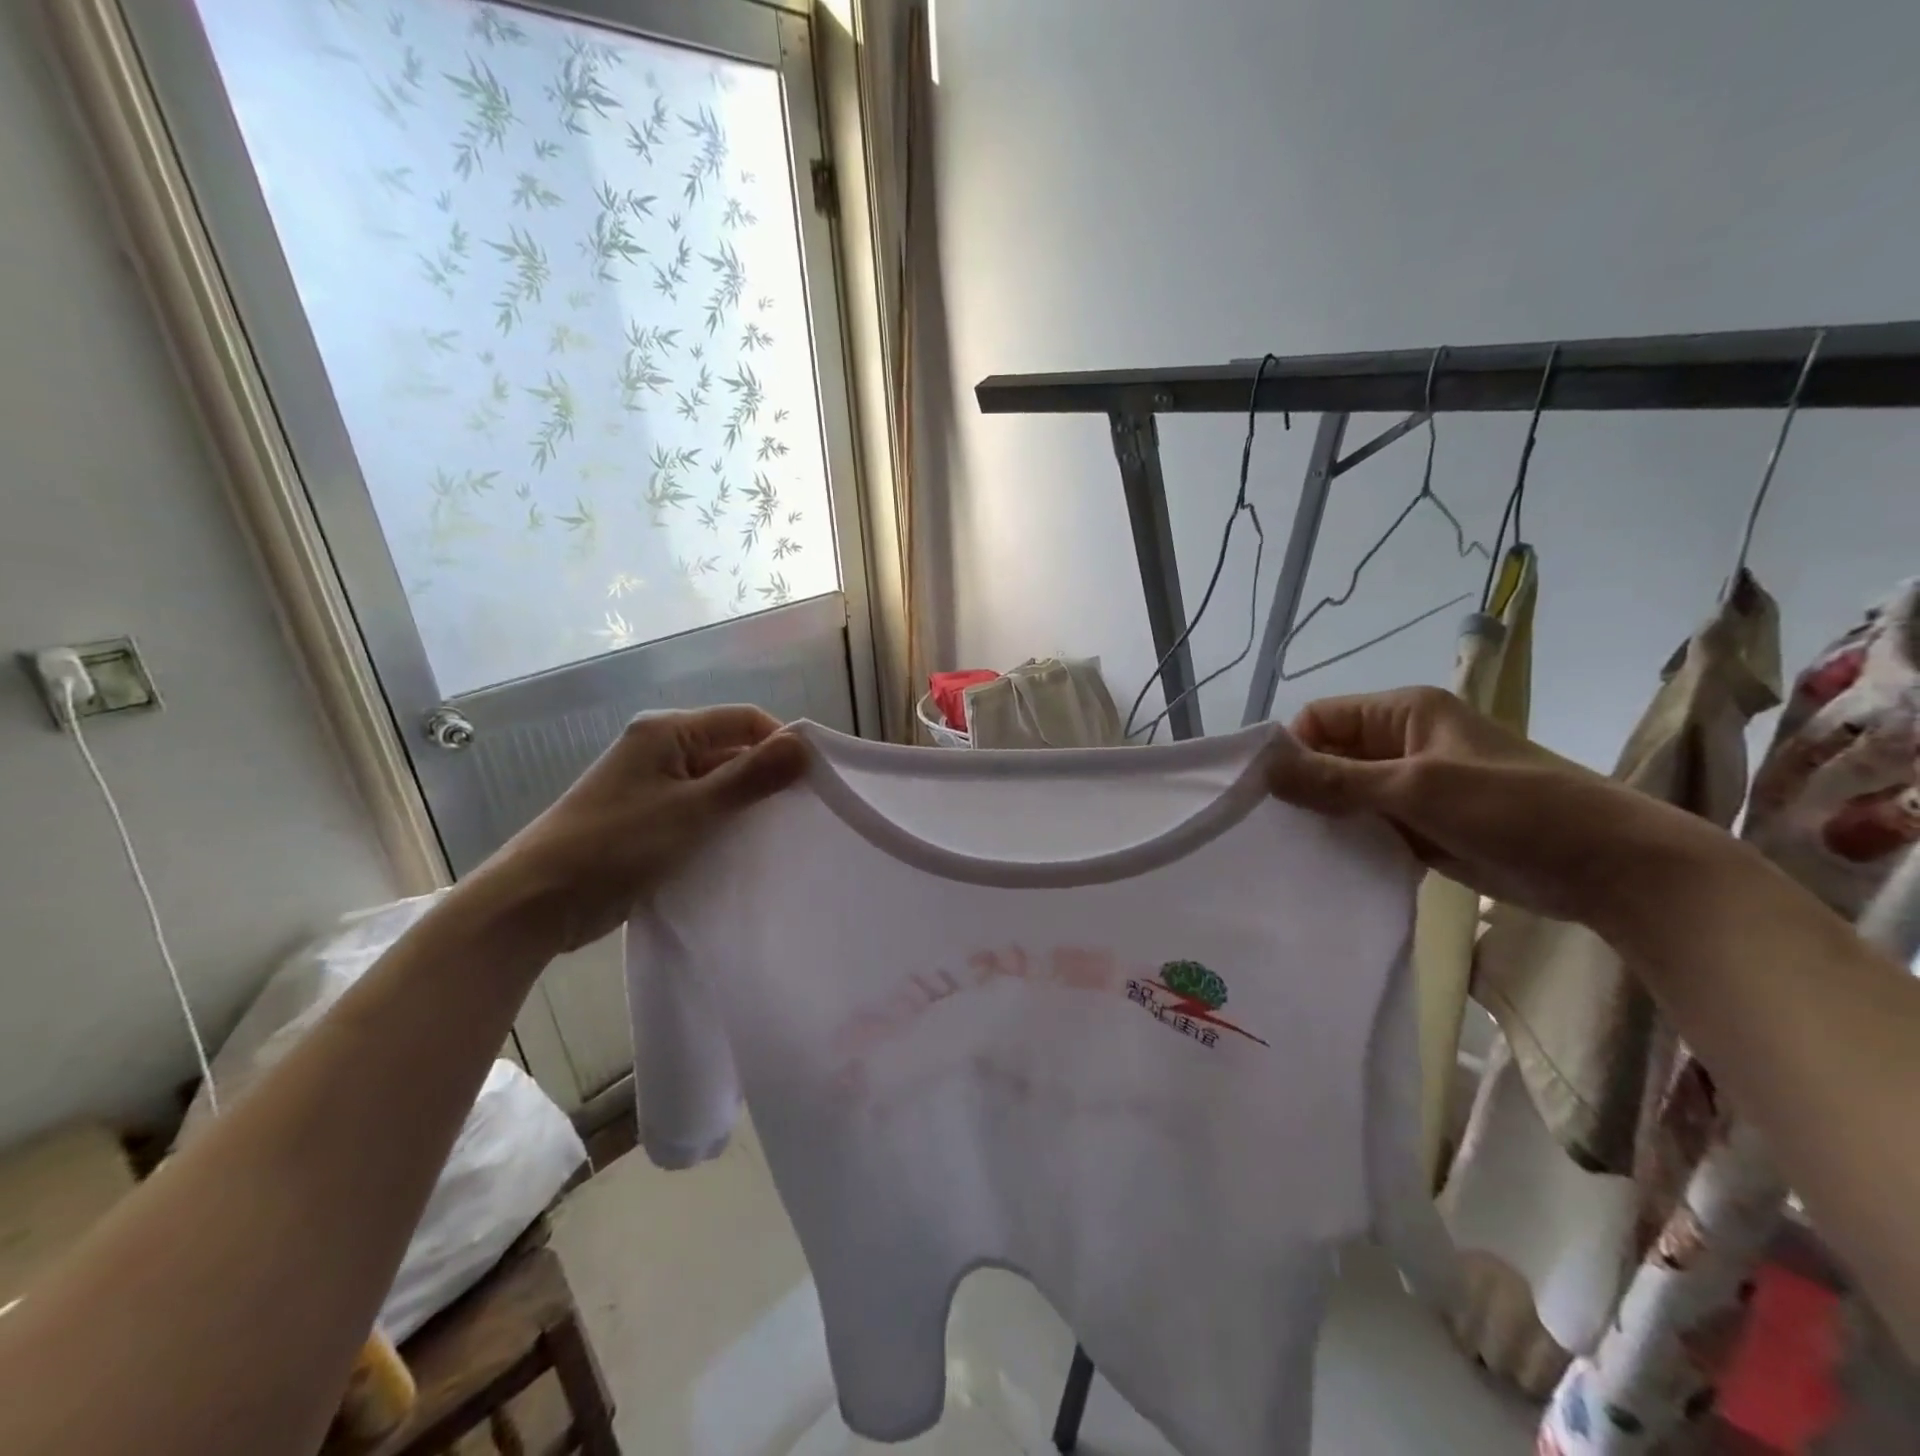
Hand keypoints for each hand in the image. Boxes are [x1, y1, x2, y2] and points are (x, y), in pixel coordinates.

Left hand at [475, 706, 806, 953]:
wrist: (536, 902)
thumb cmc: (616, 844)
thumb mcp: (692, 810)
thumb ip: (750, 777)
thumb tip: (804, 745)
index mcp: (667, 732)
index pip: (743, 720)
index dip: (780, 743)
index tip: (812, 781)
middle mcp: (661, 749)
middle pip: (731, 750)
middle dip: (765, 777)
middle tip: (801, 813)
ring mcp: (652, 786)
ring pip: (717, 784)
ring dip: (744, 804)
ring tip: (779, 834)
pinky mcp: (648, 820)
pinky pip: (699, 811)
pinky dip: (722, 824)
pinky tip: (743, 849)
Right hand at [1266, 687, 1700, 924]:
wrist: (1611, 868)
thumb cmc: (1514, 808)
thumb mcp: (1416, 788)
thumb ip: (1336, 780)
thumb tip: (1262, 770)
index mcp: (1403, 712)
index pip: (1319, 719)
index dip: (1290, 749)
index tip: (1266, 794)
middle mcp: (1402, 742)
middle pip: (1328, 756)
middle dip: (1302, 787)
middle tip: (1273, 829)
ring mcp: (1413, 786)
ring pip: (1345, 794)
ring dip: (1325, 818)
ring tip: (1295, 851)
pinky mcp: (1423, 825)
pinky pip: (1368, 825)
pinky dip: (1349, 841)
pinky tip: (1328, 866)